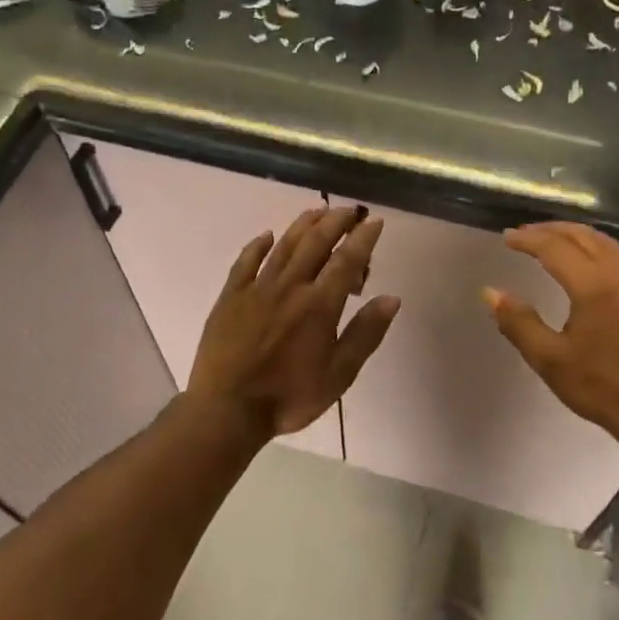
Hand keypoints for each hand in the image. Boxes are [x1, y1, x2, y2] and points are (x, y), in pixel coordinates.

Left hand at [189, 205, 400, 439]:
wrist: (227, 409)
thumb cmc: (289, 397)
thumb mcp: (339, 374)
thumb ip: (365, 333)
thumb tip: (391, 298)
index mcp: (319, 305)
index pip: (346, 260)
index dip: (363, 238)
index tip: (375, 222)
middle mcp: (290, 287)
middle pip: (316, 243)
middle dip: (336, 221)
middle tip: (349, 210)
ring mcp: (257, 288)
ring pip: (284, 245)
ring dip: (303, 225)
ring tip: (318, 211)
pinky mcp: (231, 296)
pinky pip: (246, 261)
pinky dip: (258, 245)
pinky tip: (267, 236)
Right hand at [484, 222, 618, 459]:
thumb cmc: (599, 387)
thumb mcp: (548, 360)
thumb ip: (518, 322)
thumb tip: (490, 292)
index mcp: (594, 287)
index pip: (555, 248)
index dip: (528, 240)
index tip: (506, 238)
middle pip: (583, 236)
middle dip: (551, 230)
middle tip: (524, 233)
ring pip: (605, 243)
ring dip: (575, 235)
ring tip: (551, 239)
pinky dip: (596, 248)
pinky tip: (586, 263)